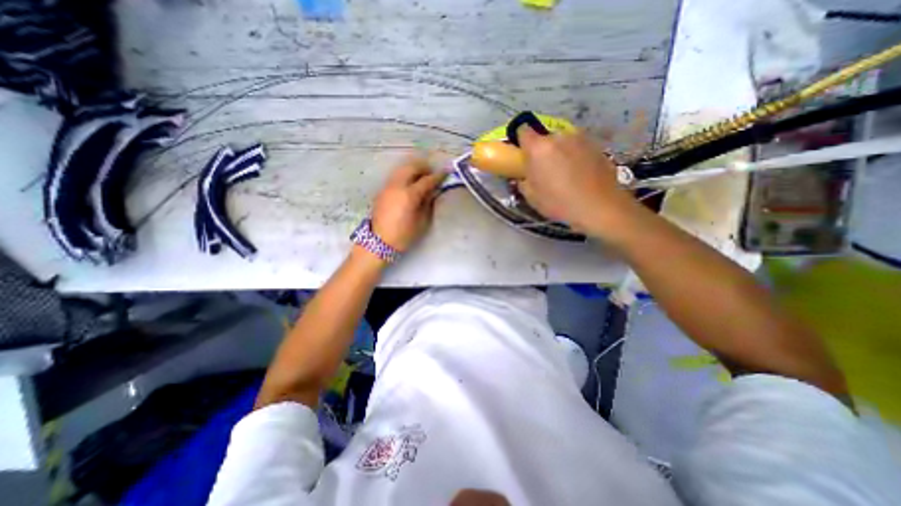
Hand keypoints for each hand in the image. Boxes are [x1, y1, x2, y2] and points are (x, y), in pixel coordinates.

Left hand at [372, 155, 443, 250]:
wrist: (380, 242)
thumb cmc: (404, 235)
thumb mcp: (422, 221)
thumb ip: (428, 203)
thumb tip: (432, 191)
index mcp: (409, 195)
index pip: (426, 180)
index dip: (437, 176)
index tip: (445, 173)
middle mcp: (397, 186)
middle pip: (411, 167)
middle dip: (424, 167)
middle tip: (432, 172)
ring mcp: (387, 186)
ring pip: (401, 169)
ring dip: (413, 169)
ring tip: (421, 176)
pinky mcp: (382, 190)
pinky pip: (395, 176)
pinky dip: (405, 175)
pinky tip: (410, 183)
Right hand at [514, 127, 639, 236]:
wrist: (599, 207)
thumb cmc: (559, 203)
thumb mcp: (532, 197)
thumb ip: (523, 181)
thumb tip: (523, 175)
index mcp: (539, 148)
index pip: (523, 130)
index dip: (521, 140)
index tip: (523, 154)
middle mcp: (559, 137)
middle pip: (545, 138)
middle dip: (542, 150)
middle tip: (544, 170)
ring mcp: (580, 139)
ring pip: (562, 142)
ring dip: (560, 152)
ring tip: (565, 173)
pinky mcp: (596, 145)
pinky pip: (578, 147)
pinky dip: (575, 156)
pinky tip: (579, 174)